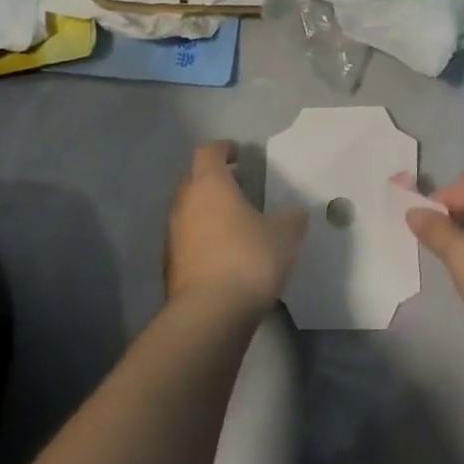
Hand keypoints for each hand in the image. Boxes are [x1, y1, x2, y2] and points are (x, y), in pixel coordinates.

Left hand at [166, 142, 306, 315]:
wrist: (209, 315)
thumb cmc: (248, 260)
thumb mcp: (285, 235)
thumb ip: (291, 217)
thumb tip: (293, 211)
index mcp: (210, 185)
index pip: (209, 152)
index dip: (224, 149)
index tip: (239, 153)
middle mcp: (185, 203)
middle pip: (194, 179)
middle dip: (215, 180)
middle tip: (240, 186)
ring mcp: (173, 236)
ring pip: (189, 211)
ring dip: (208, 211)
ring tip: (235, 223)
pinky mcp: (170, 266)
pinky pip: (188, 240)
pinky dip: (203, 239)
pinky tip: (225, 255)